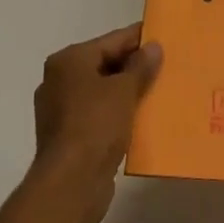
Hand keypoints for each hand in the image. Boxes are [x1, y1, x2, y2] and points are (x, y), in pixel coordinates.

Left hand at [27, 23, 161, 222]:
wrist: (70, 185)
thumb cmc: (95, 125)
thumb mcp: (124, 90)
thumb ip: (140, 66)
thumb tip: (153, 47)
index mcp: (68, 61)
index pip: (110, 41)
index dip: (137, 39)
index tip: (162, 37)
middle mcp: (59, 81)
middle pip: (104, 65)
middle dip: (133, 67)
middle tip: (164, 65)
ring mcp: (60, 111)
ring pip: (102, 92)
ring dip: (126, 92)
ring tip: (157, 91)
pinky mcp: (67, 137)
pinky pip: (98, 115)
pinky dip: (117, 114)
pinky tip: (140, 118)